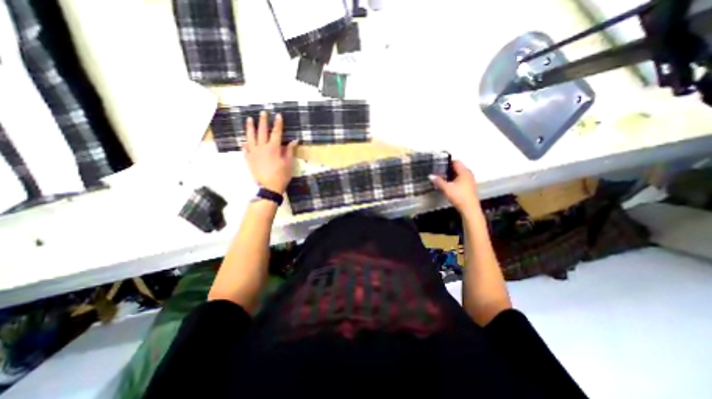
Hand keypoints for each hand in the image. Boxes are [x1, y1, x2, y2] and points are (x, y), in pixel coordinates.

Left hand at [245, 111, 298, 193]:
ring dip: (250, 127)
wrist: (269, 187)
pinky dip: (246, 143)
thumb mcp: (289, 163)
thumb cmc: (281, 175)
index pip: (276, 133)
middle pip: (262, 131)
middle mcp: (262, 147)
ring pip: (250, 137)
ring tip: (249, 119)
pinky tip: (245, 140)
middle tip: (263, 112)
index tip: (278, 115)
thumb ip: (289, 150)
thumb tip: (294, 141)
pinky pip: (245, 148)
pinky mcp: (248, 159)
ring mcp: (253, 153)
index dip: (278, 124)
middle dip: (263, 121)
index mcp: (273, 148)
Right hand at [431, 161, 481, 217]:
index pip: (456, 162)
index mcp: (464, 172)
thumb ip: (438, 181)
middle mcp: (468, 174)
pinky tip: (448, 185)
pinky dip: (454, 180)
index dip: (447, 162)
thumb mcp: (446, 188)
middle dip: (448, 169)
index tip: (439, 164)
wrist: (469, 209)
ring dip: (451, 175)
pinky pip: (461, 179)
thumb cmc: (459, 196)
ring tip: (442, 177)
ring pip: (459, 174)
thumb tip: (430, 176)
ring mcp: (470, 181)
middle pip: (458, 168)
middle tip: (439, 171)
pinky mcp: (469, 187)